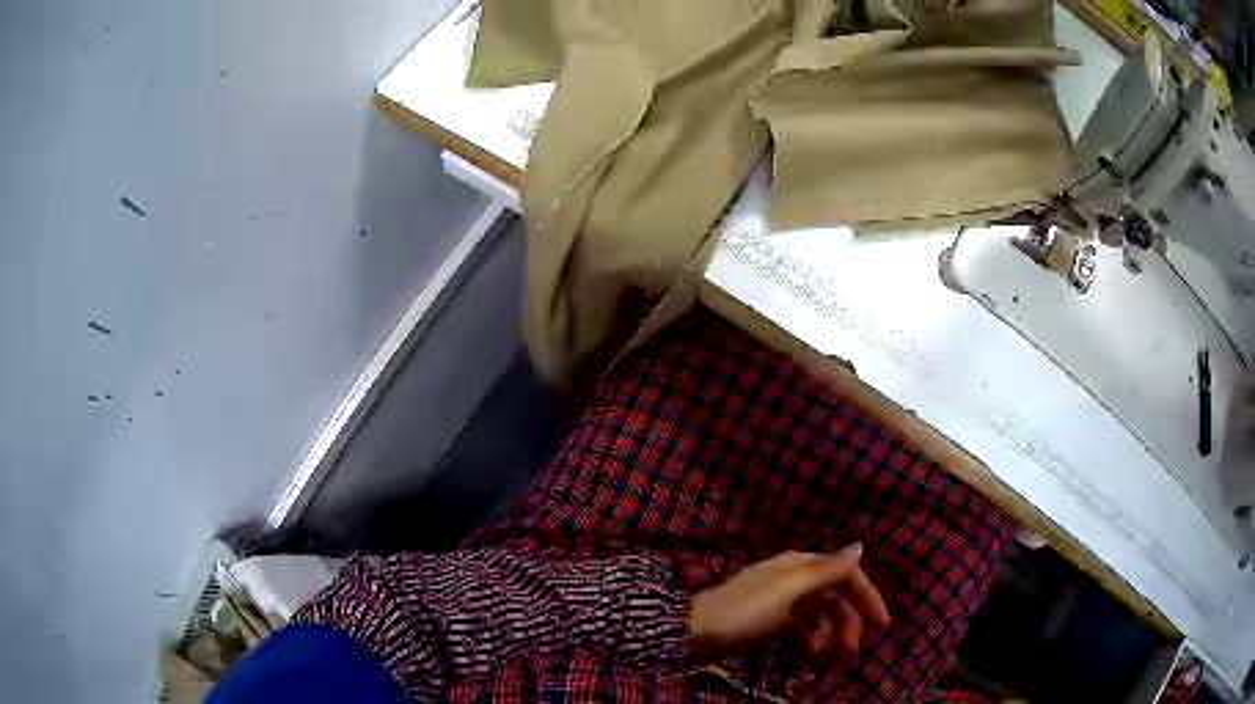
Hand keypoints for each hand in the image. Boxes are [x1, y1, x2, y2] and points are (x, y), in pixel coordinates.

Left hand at [689, 545, 889, 660]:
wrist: (695, 633)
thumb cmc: (744, 609)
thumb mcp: (787, 590)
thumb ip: (825, 570)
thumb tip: (860, 547)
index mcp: (800, 566)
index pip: (845, 574)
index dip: (866, 596)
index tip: (881, 623)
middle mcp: (795, 580)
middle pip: (835, 599)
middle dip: (847, 624)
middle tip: (851, 652)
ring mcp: (783, 603)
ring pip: (820, 618)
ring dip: (828, 637)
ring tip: (825, 660)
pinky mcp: (771, 624)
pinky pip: (801, 632)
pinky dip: (809, 644)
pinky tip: (809, 659)